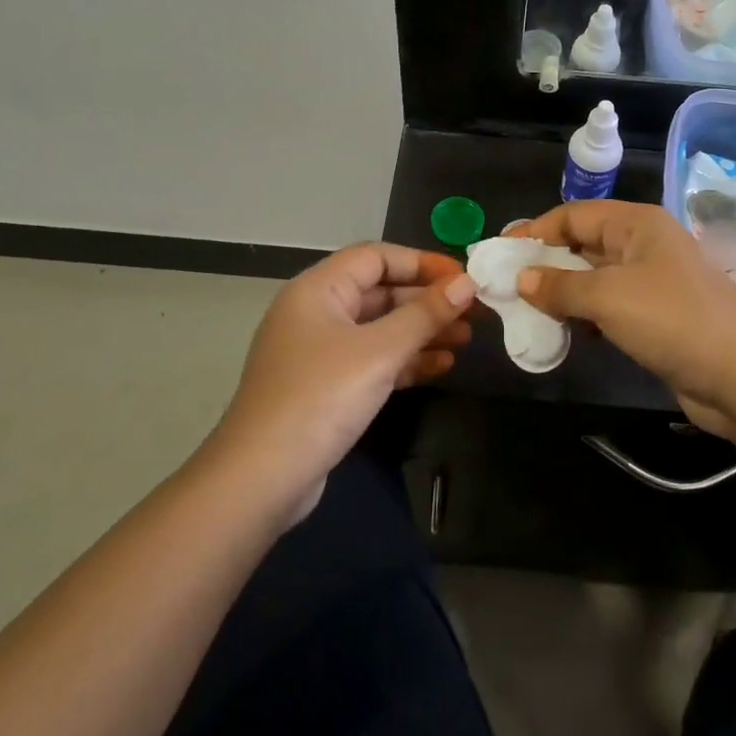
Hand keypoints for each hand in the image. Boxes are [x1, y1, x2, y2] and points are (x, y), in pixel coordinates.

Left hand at [215, 244, 474, 518]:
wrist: (262, 478)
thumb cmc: (321, 398)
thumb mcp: (379, 351)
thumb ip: (425, 314)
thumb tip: (466, 283)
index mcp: (318, 290)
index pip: (376, 257)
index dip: (422, 262)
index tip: (463, 278)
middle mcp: (316, 313)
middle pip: (380, 292)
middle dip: (427, 300)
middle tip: (474, 311)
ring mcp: (320, 352)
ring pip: (380, 328)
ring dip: (422, 331)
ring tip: (467, 338)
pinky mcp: (327, 387)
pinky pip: (373, 360)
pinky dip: (406, 360)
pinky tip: (442, 367)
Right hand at [512, 202, 735, 457]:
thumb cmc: (673, 321)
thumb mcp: (608, 297)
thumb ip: (559, 286)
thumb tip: (521, 278)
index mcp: (637, 224)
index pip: (574, 215)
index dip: (536, 231)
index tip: (500, 252)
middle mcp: (644, 245)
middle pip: (583, 244)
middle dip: (545, 262)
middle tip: (506, 284)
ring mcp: (652, 281)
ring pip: (594, 277)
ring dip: (562, 292)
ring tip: (526, 310)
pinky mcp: (655, 316)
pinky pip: (608, 305)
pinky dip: (584, 315)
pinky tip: (564, 331)